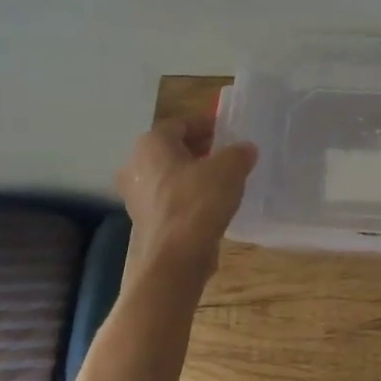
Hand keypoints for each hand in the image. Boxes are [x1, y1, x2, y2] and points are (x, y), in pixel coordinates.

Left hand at [116, 115, 256, 276]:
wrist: (175, 258)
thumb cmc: (198, 201)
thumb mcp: (229, 169)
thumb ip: (239, 153)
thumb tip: (245, 149)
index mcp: (151, 144)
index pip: (180, 123)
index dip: (206, 124)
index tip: (227, 129)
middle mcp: (136, 165)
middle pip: (172, 149)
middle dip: (199, 148)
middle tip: (226, 152)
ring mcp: (135, 195)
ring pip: (169, 175)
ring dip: (193, 173)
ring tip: (222, 178)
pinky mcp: (144, 220)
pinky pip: (169, 198)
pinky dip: (187, 195)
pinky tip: (210, 204)